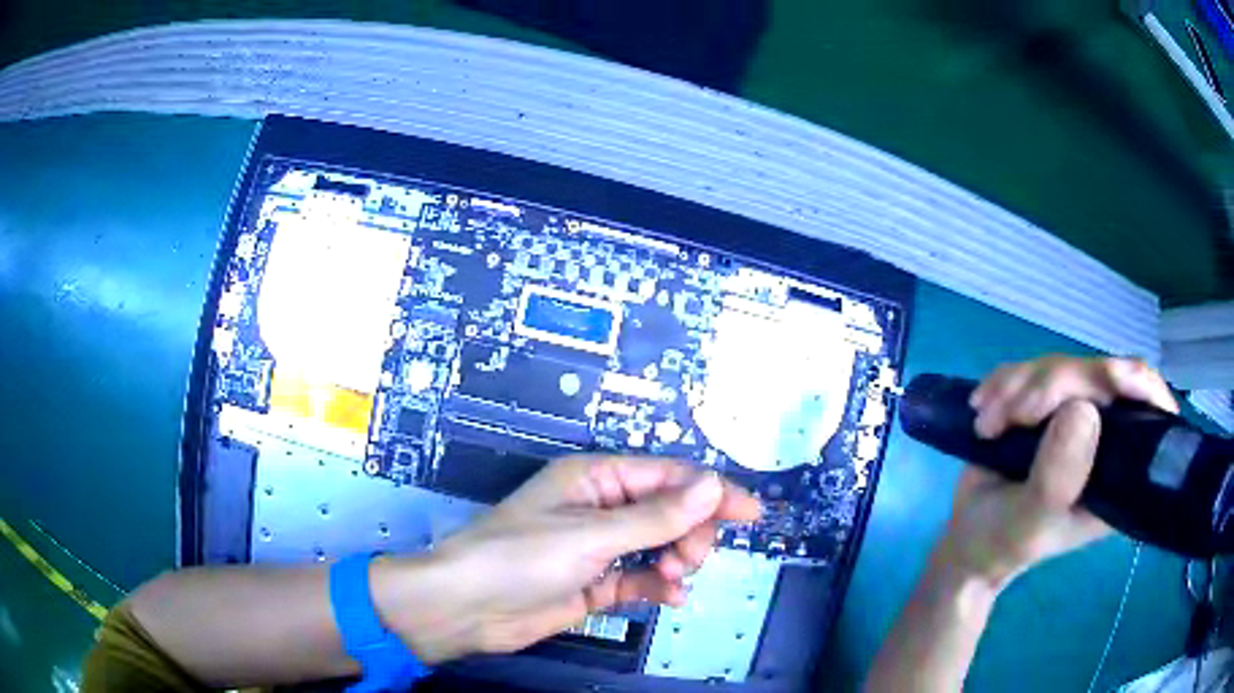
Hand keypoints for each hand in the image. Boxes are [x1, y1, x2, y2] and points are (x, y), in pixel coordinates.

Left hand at [375, 455, 760, 662]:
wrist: (466, 609)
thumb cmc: (520, 558)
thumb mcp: (591, 535)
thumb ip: (656, 516)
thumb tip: (712, 485)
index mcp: (596, 478)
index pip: (668, 476)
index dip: (711, 491)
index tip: (750, 512)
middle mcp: (600, 507)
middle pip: (668, 510)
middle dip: (690, 531)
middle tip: (693, 557)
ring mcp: (598, 548)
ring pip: (658, 545)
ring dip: (676, 559)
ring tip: (675, 577)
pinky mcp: (594, 583)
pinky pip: (639, 578)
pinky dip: (657, 585)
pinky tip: (669, 597)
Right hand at [936, 356, 1177, 589]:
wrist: (969, 540)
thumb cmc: (1003, 542)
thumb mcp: (1030, 522)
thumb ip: (1058, 477)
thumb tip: (1083, 408)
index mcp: (1119, 472)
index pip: (1149, 412)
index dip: (1141, 385)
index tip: (1115, 378)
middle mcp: (1107, 437)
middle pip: (1101, 376)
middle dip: (1055, 386)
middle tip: (1015, 415)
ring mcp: (1078, 417)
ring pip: (1064, 366)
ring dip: (1019, 387)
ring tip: (987, 426)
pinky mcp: (1048, 405)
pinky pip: (1034, 368)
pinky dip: (1004, 382)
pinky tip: (983, 406)